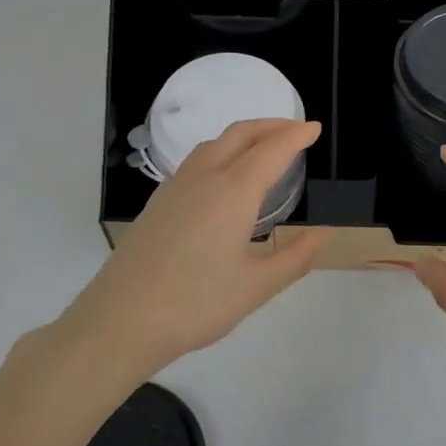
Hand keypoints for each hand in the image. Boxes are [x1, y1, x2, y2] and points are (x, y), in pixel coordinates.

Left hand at [59, 119, 327, 379]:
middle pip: (241, 134)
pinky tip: (226, 177)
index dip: (296, 136)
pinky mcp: (158, 202)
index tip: (316, 129)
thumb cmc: (197, 304)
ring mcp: (176, 186)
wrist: (121, 320)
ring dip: (244, 135)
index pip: (272, 149)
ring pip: (215, 143)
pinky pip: (197, 160)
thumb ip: (296, 257)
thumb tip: (324, 233)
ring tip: (264, 148)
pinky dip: (222, 152)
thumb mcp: (257, 287)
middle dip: (272, 125)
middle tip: (297, 130)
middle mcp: (204, 177)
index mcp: (233, 191)